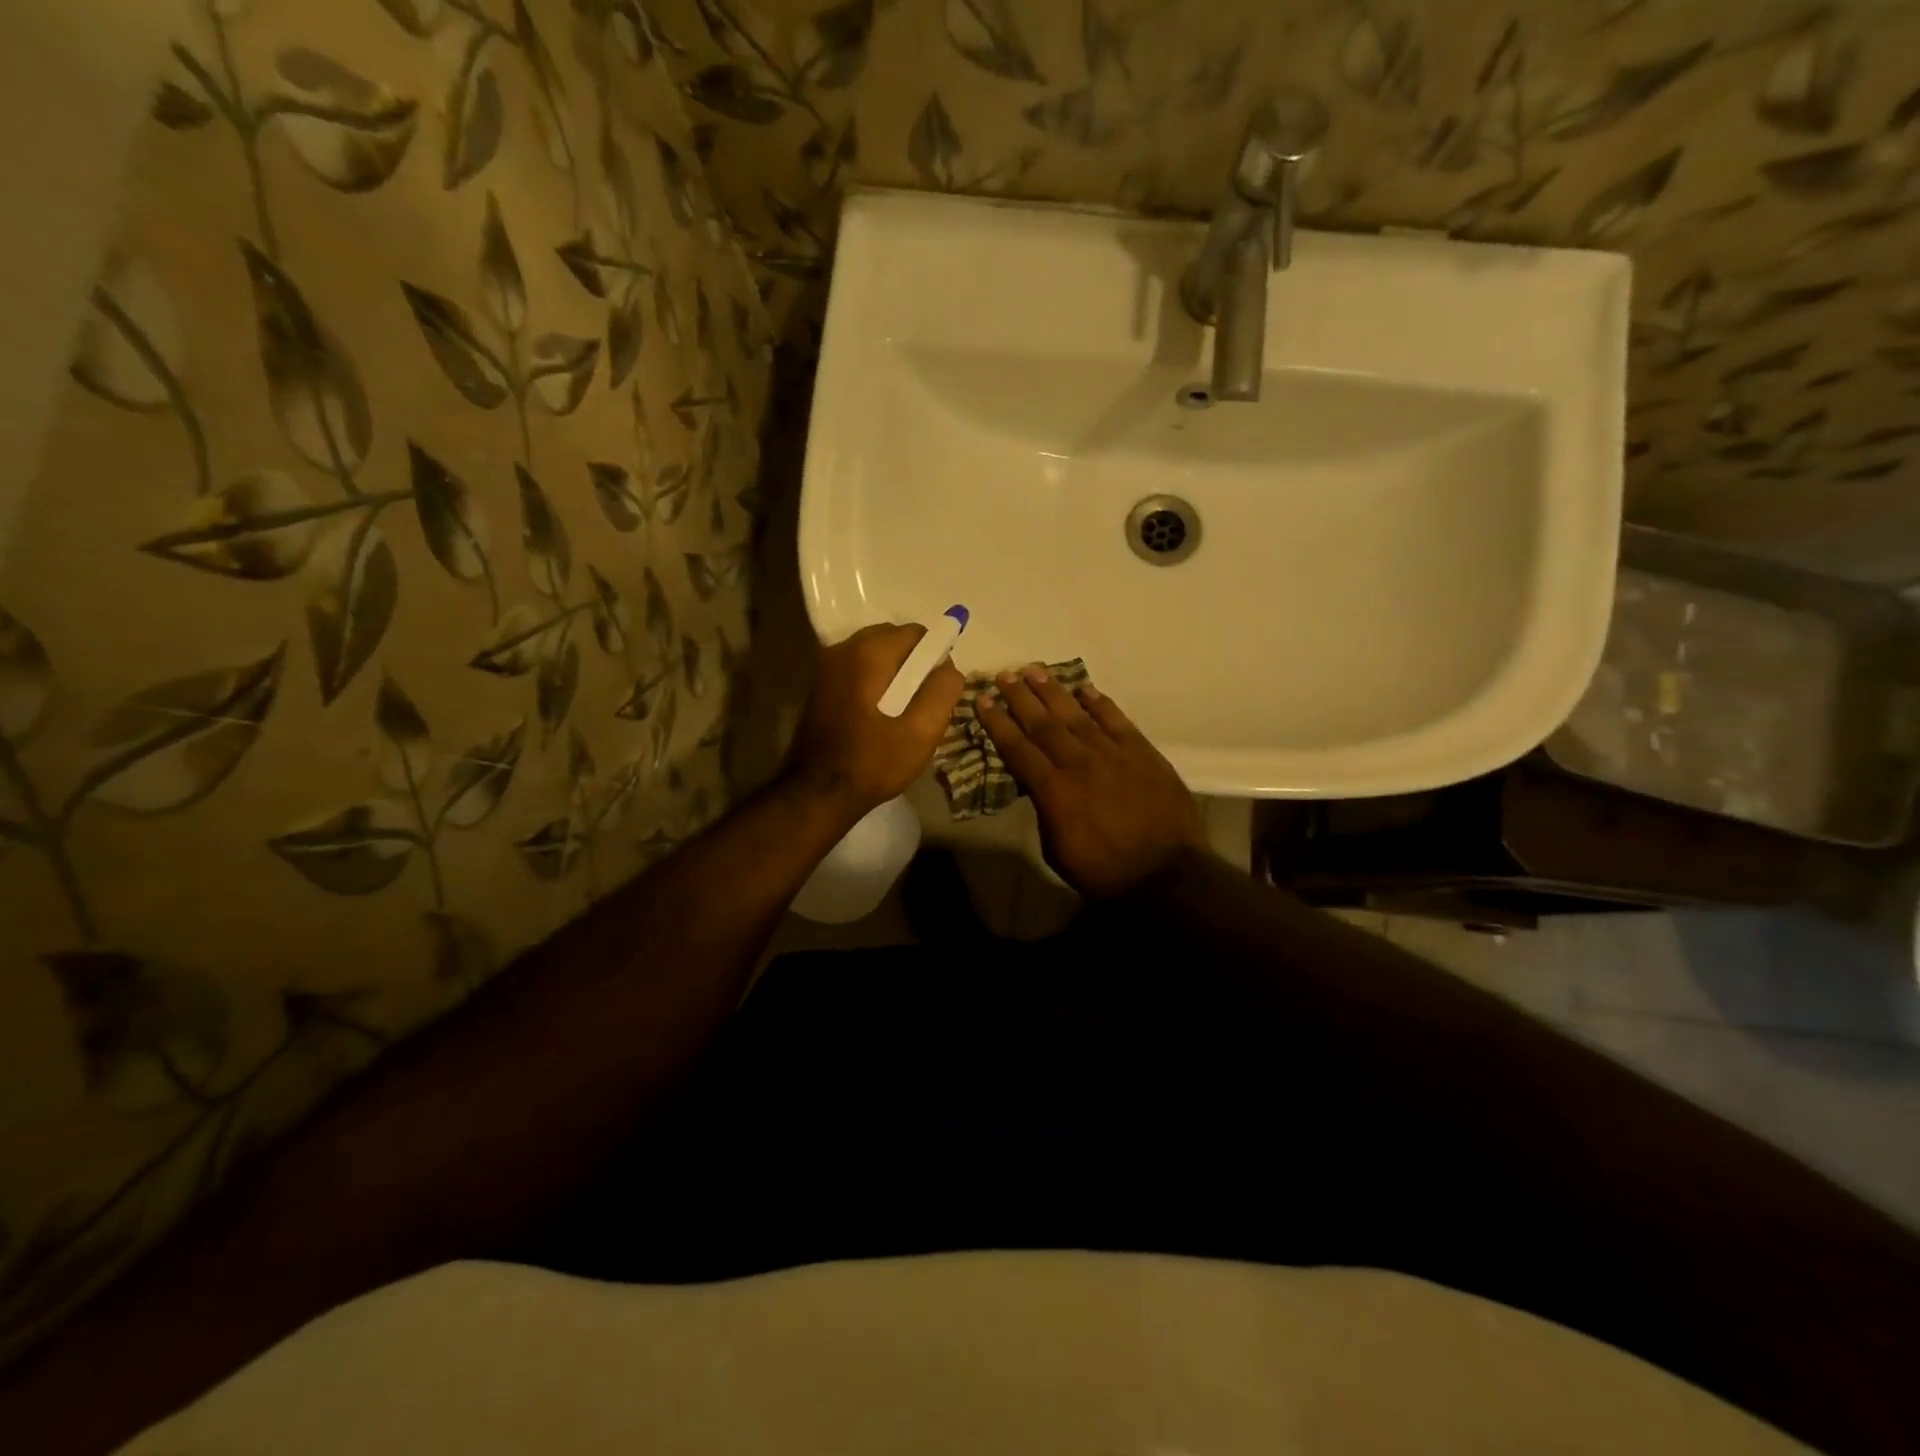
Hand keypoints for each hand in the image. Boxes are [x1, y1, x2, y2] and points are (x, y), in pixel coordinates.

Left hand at [787, 622, 965, 816]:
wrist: (817, 793)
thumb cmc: (873, 763)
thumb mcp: (921, 733)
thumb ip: (942, 692)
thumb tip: (950, 667)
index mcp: (868, 655)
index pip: (915, 633)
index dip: (935, 656)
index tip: (939, 689)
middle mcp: (843, 650)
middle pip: (892, 638)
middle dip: (913, 662)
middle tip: (922, 701)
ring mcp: (826, 667)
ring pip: (874, 653)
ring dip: (893, 672)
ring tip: (902, 710)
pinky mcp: (819, 685)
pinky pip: (857, 668)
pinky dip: (874, 680)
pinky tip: (878, 714)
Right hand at [978, 668, 1208, 898]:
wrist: (1165, 874)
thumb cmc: (1103, 871)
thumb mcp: (1056, 849)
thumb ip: (1044, 810)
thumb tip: (1037, 784)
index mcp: (1054, 790)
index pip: (1018, 748)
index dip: (998, 723)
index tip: (983, 700)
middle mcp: (1079, 763)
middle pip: (1044, 723)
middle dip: (1020, 697)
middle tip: (1004, 675)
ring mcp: (1113, 754)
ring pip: (1077, 714)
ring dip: (1054, 691)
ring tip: (1035, 671)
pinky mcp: (1143, 752)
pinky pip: (1117, 720)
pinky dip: (1100, 703)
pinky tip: (1085, 689)